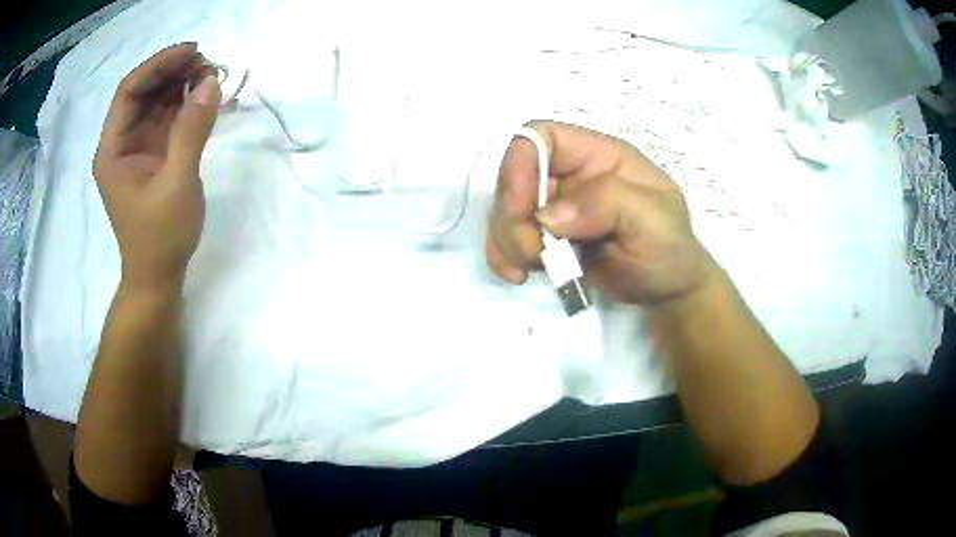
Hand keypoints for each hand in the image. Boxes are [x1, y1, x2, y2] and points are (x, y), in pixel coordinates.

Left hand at [93, 42, 221, 290]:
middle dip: (172, 72)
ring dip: (182, 85)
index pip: (129, 91)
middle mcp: (122, 143)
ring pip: (157, 102)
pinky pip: (168, 118)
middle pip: (143, 92)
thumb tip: (211, 83)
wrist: (158, 276)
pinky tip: (204, 95)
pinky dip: (186, 104)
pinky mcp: (154, 155)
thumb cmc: (160, 238)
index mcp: (113, 150)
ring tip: (211, 75)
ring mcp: (138, 148)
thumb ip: (191, 131)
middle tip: (207, 63)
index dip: (158, 65)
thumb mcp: (176, 184)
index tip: (192, 52)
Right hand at [486, 121, 715, 305]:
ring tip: (527, 271)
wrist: (666, 289)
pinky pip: (508, 239)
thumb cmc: (668, 247)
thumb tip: (548, 216)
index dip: (521, 165)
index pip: (542, 137)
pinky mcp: (546, 238)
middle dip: (512, 218)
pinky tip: (515, 276)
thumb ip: (607, 203)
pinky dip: (502, 256)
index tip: (522, 210)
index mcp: (597, 156)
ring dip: (506, 241)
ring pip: (505, 210)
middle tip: (533, 255)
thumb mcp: (652, 219)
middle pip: (515, 177)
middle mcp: (570, 176)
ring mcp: (555, 208)